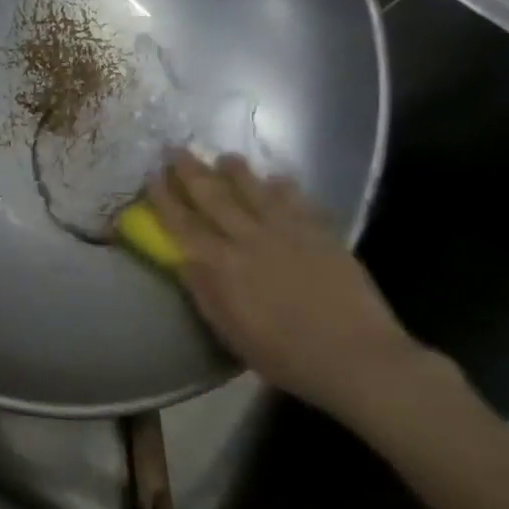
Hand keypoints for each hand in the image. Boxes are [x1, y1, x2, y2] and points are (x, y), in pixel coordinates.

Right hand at [145, 152, 437, 420]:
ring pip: (256, 191)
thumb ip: (204, 290)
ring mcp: (288, 233)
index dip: (165, 198)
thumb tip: (182, 258)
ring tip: (225, 157)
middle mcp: (249, 239)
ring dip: (237, 171)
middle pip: (214, 197)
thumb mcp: (229, 330)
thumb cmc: (283, 354)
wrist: (357, 358)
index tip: (152, 176)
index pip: (183, 223)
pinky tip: (279, 179)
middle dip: (192, 172)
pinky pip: (298, 202)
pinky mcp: (321, 235)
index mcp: (220, 265)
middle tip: (177, 150)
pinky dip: (285, 187)